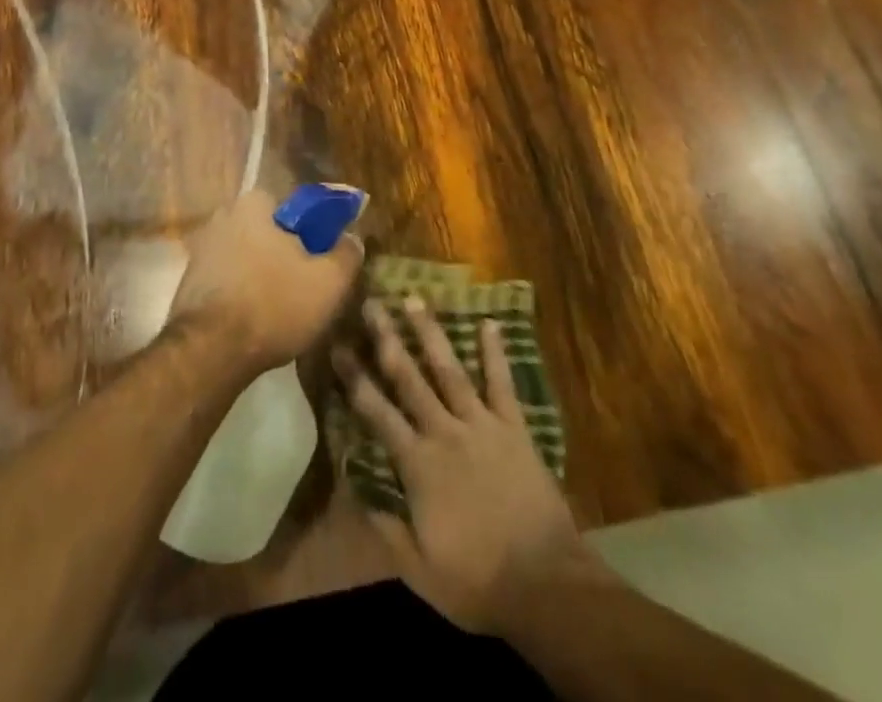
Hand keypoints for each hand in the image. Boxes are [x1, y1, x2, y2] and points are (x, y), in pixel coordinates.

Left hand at [166, 189, 363, 374]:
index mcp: (253, 204)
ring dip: (264, 277)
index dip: (313, 232)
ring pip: (248, 258)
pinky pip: (229, 281)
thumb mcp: (329, 282)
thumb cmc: (274, 305)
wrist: (209, 353)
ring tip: (284, 310)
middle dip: (287, 254)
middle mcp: (222, 217)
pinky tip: (256, 322)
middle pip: (269, 232)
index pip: (293, 207)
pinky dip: (243, 295)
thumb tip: (351, 239)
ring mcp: (201, 250)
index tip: (323, 259)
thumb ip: (347, 254)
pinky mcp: (189, 283)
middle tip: (307, 286)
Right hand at [333, 296, 597, 634]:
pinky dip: (495, 352)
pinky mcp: (514, 428)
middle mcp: (444, 432)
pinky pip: (502, 383)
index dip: (354, 378)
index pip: (376, 412)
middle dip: (386, 339)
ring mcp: (481, 425)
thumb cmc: (477, 581)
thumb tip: (353, 489)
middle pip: (409, 378)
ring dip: (430, 333)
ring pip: (450, 369)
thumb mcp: (419, 570)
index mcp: (418, 464)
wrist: (544, 583)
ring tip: (414, 299)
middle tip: (370, 303)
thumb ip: (386, 526)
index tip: (336, 346)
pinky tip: (489, 322)